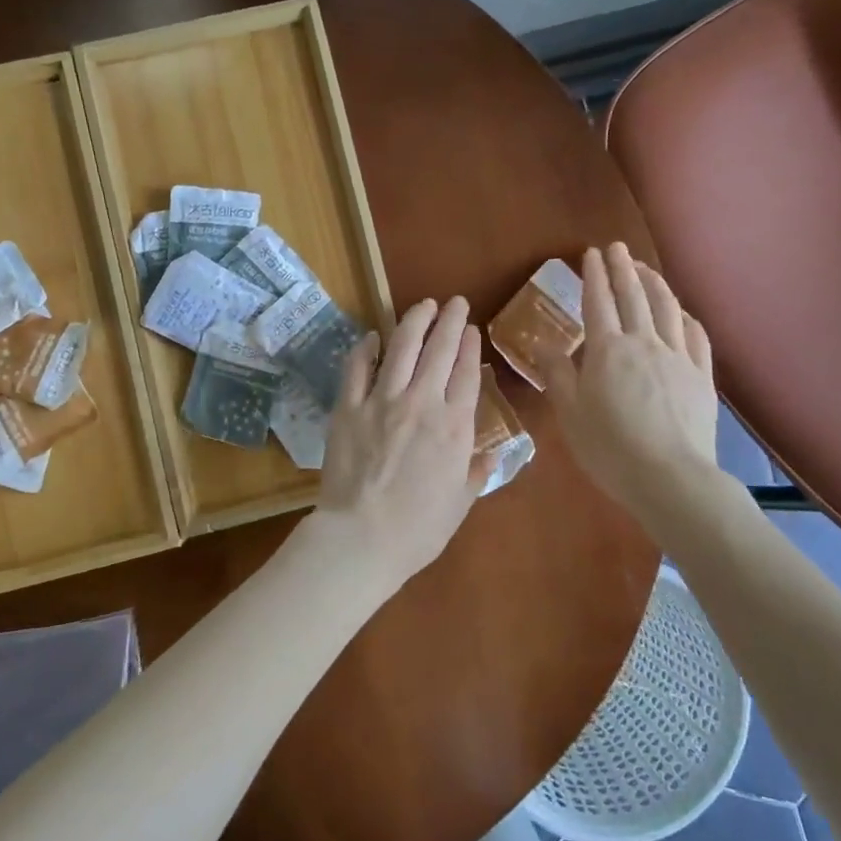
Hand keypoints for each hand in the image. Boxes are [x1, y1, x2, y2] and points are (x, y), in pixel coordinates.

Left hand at [315, 297, 485, 586]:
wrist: (362, 538)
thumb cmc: (419, 529)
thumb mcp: (461, 503)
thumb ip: (477, 472)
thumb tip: (493, 453)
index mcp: (455, 426)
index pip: (466, 372)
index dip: (469, 346)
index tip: (471, 328)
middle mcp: (422, 403)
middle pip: (439, 349)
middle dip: (449, 320)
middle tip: (454, 302)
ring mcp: (382, 401)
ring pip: (401, 347)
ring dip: (414, 321)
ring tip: (423, 305)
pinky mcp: (348, 407)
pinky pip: (357, 368)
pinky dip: (366, 348)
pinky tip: (372, 336)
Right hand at [539, 244, 720, 522]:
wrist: (670, 477)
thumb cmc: (609, 448)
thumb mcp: (570, 413)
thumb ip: (557, 374)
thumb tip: (542, 343)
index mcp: (607, 350)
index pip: (598, 302)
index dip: (594, 276)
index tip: (591, 254)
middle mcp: (644, 343)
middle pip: (633, 296)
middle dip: (623, 268)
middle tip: (617, 247)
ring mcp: (678, 357)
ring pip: (667, 309)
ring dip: (654, 283)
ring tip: (645, 268)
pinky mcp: (702, 376)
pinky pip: (695, 335)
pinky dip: (686, 316)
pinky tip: (682, 312)